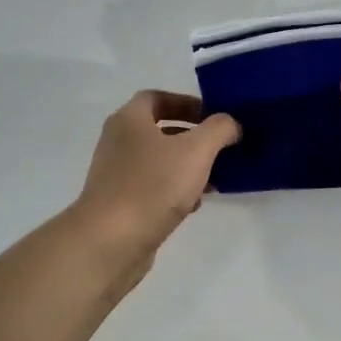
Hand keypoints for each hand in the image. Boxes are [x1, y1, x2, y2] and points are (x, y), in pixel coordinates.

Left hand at [72, 91, 240, 267]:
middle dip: (192, 137)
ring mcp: (116, 174)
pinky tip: (194, 204)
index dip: (186, 102)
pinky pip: (152, 187)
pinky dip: (174, 190)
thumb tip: (231, 123)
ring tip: (215, 178)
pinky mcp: (119, 203)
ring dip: (187, 166)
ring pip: (158, 161)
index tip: (212, 116)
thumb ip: (219, 129)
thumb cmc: (152, 186)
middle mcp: (118, 142)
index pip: (157, 97)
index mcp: (129, 120)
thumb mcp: (196, 151)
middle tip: (220, 147)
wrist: (109, 242)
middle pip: (159, 130)